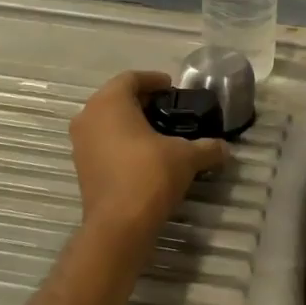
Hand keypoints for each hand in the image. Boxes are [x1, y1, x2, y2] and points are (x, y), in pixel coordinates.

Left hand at [70, 71, 226, 236]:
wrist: (119, 226)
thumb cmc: (149, 175)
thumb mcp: (186, 157)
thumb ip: (207, 147)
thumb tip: (225, 148)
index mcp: (109, 102)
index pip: (131, 78)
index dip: (153, 80)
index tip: (172, 88)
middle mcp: (88, 117)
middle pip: (117, 98)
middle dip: (143, 102)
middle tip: (169, 109)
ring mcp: (81, 144)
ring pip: (107, 121)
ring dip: (131, 123)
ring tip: (159, 133)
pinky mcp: (82, 167)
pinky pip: (103, 143)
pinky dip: (122, 142)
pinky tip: (145, 155)